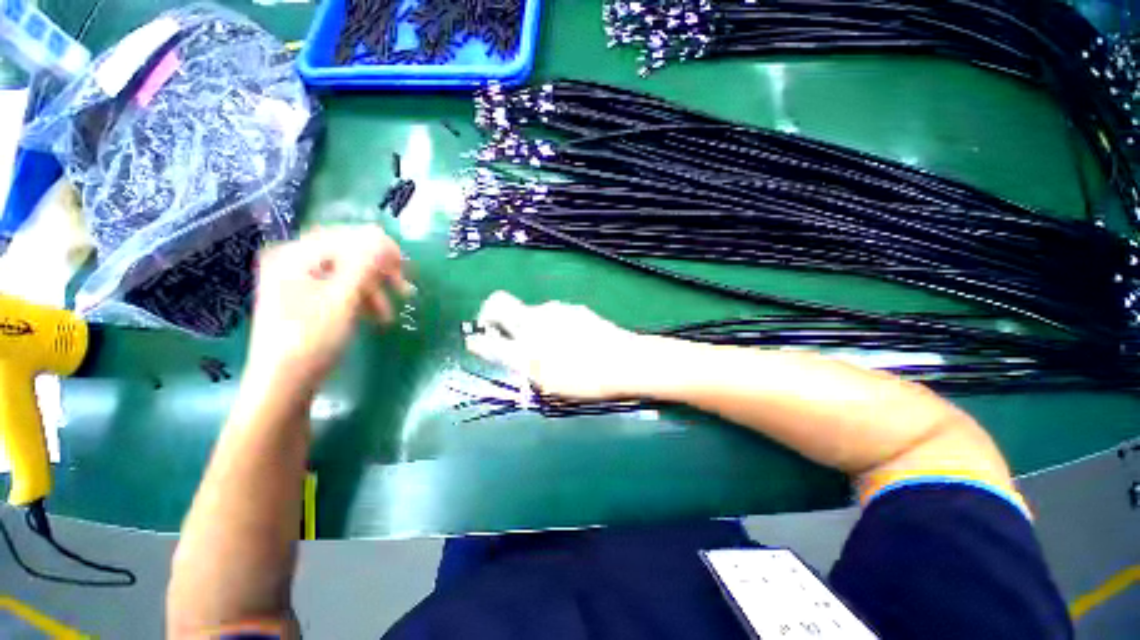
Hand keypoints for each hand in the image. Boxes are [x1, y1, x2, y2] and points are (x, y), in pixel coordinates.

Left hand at [244, 225, 411, 395]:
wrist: (283, 384)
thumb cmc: (311, 340)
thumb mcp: (342, 299)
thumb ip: (363, 264)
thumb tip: (382, 235)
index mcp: (294, 256)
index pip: (344, 236)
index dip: (379, 247)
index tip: (406, 266)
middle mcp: (293, 262)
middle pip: (347, 254)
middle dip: (379, 271)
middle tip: (404, 289)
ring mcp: (298, 281)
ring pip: (348, 274)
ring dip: (374, 289)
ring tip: (390, 313)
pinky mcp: (307, 300)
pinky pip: (341, 289)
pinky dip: (362, 300)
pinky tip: (376, 316)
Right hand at [465, 291, 643, 399]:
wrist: (624, 361)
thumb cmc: (584, 379)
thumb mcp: (547, 382)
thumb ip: (522, 364)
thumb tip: (506, 352)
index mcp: (526, 341)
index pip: (489, 334)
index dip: (478, 337)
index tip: (476, 339)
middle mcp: (536, 318)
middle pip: (502, 304)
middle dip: (492, 315)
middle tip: (502, 334)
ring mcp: (556, 310)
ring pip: (531, 313)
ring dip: (530, 326)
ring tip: (550, 349)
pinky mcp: (573, 308)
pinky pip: (553, 315)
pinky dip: (551, 325)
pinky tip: (570, 341)